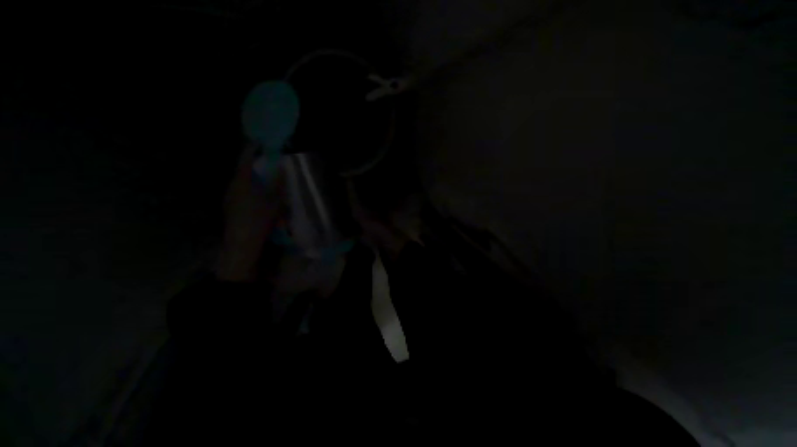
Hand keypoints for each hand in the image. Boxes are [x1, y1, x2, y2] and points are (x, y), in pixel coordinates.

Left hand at [216, 143, 282, 281]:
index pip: (245, 159)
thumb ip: (278, 184)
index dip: (253, 148)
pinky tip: (259, 194)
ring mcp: (230, 197)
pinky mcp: (231, 206)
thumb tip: (282, 168)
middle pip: (242, 169)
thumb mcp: (274, 202)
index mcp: (241, 182)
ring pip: (241, 181)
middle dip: (253, 163)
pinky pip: (241, 190)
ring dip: (252, 176)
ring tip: (265, 176)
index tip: (261, 141)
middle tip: (266, 160)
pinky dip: (250, 187)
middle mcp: (232, 187)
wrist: (241, 244)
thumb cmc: (258, 221)